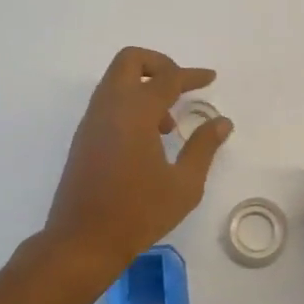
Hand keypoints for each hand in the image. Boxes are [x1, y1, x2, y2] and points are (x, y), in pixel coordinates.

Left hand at [36, 48, 232, 282]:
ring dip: (144, 87)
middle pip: (130, 60)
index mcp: (135, 112)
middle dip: (159, 64)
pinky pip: (108, 102)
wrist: (82, 242)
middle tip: (181, 87)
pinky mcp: (83, 138)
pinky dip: (130, 104)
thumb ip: (203, 147)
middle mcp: (109, 107)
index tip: (210, 78)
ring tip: (167, 126)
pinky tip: (147, 140)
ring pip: (116, 80)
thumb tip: (222, 122)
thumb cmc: (138, 213)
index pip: (167, 78)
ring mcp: (92, 121)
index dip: (191, 75)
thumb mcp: (184, 185)